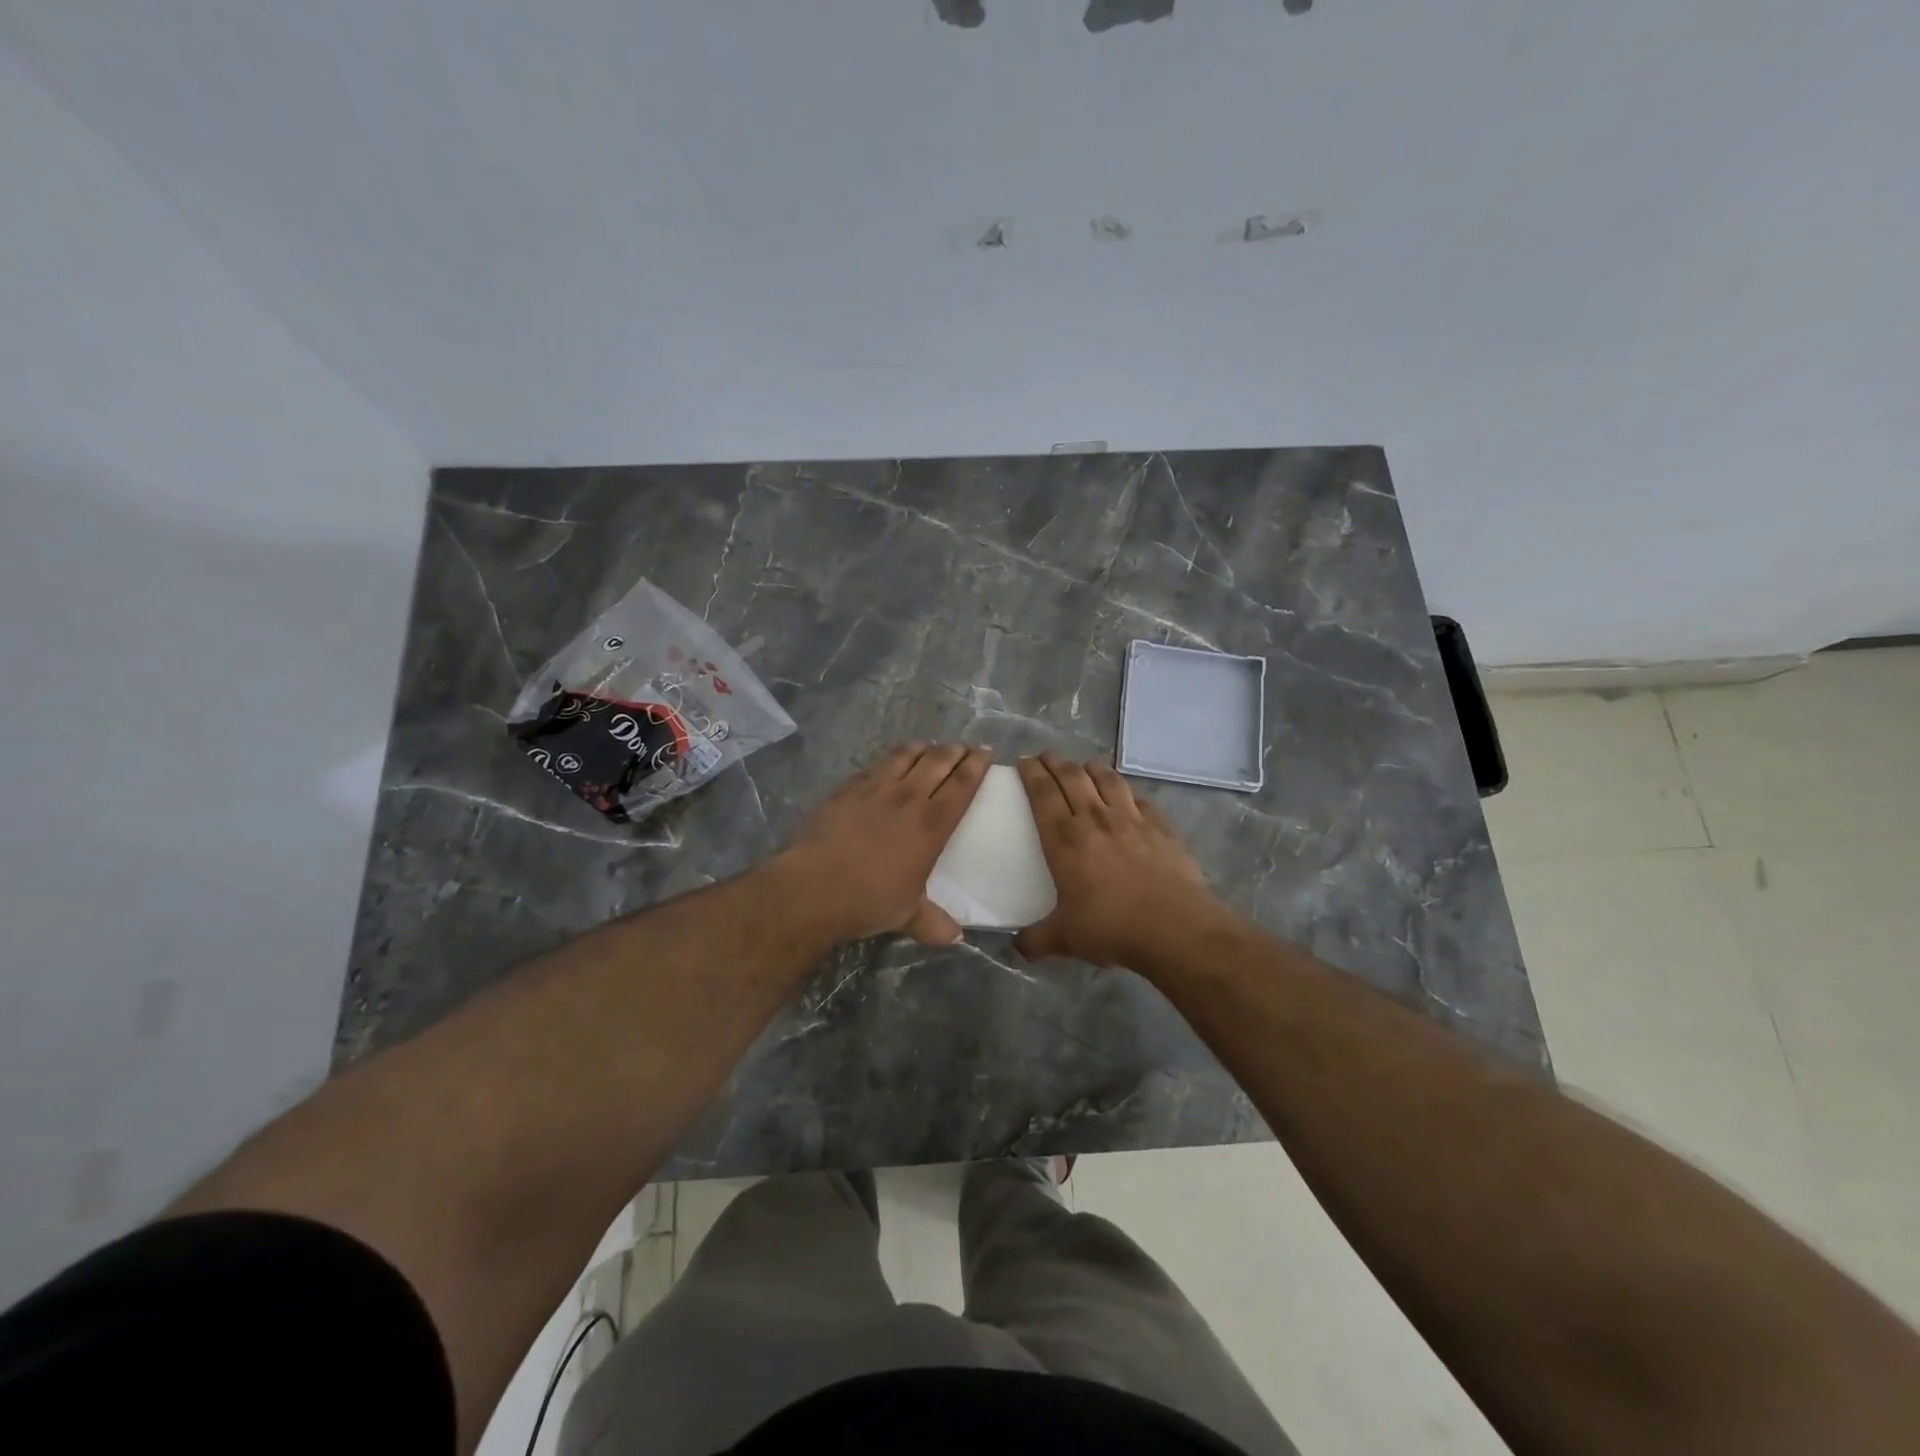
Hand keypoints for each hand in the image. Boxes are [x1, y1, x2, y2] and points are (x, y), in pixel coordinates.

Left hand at [780, 742, 990, 945]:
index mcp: (932, 825)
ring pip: (906, 754)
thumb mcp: (907, 915)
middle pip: (938, 760)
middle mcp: (908, 798)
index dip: (977, 765)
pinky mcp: (847, 788)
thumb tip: (956, 939)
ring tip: (929, 748)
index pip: (962, 784)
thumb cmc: (868, 900)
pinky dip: (888, 761)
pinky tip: (887, 766)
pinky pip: (874, 766)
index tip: (985, 752)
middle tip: (963, 748)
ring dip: (922, 748)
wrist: (814, 887)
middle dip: (955, 750)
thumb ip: (933, 923)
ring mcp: (875, 788)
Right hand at [1014, 752, 1225, 967]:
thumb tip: (1016, 948)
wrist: (1173, 927)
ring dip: (1092, 767)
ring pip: (1107, 779)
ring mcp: (1131, 819)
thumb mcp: (1065, 939)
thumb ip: (1036, 941)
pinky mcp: (1161, 826)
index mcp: (1064, 839)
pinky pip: (1138, 798)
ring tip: (1084, 765)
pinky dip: (1126, 790)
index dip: (1031, 773)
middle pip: (1072, 777)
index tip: (1024, 761)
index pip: (1043, 793)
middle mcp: (1095, 819)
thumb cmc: (1111, 928)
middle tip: (1046, 755)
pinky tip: (1126, 794)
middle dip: (1056, 761)